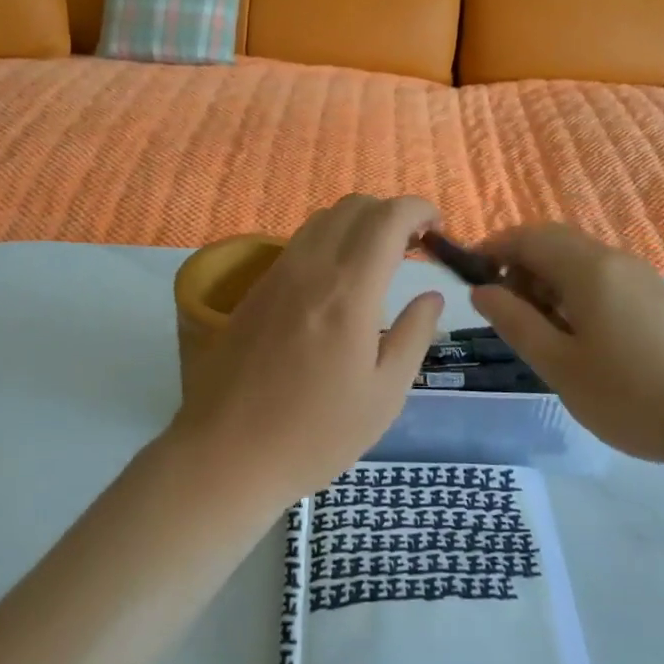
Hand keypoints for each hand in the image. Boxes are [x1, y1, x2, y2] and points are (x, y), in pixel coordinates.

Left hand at [170, 195, 444, 505]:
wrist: (225, 456)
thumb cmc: (315, 435)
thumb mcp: (384, 395)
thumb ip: (414, 335)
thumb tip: (431, 296)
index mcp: (348, 291)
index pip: (387, 218)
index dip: (418, 210)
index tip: (438, 229)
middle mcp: (310, 268)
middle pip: (354, 207)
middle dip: (391, 214)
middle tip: (413, 247)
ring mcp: (276, 275)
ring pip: (322, 219)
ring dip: (358, 224)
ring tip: (377, 261)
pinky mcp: (254, 290)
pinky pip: (299, 243)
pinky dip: (329, 241)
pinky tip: (337, 283)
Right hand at [471, 224, 663, 470]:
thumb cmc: (631, 395)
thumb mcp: (559, 365)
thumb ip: (515, 322)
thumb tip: (481, 291)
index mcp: (588, 268)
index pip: (527, 237)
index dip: (492, 250)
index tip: (469, 278)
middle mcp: (614, 259)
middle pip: (553, 242)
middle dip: (519, 265)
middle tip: (503, 310)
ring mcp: (639, 276)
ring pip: (577, 260)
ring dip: (546, 280)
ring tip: (538, 329)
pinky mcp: (654, 297)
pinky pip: (600, 278)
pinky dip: (573, 292)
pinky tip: (576, 335)